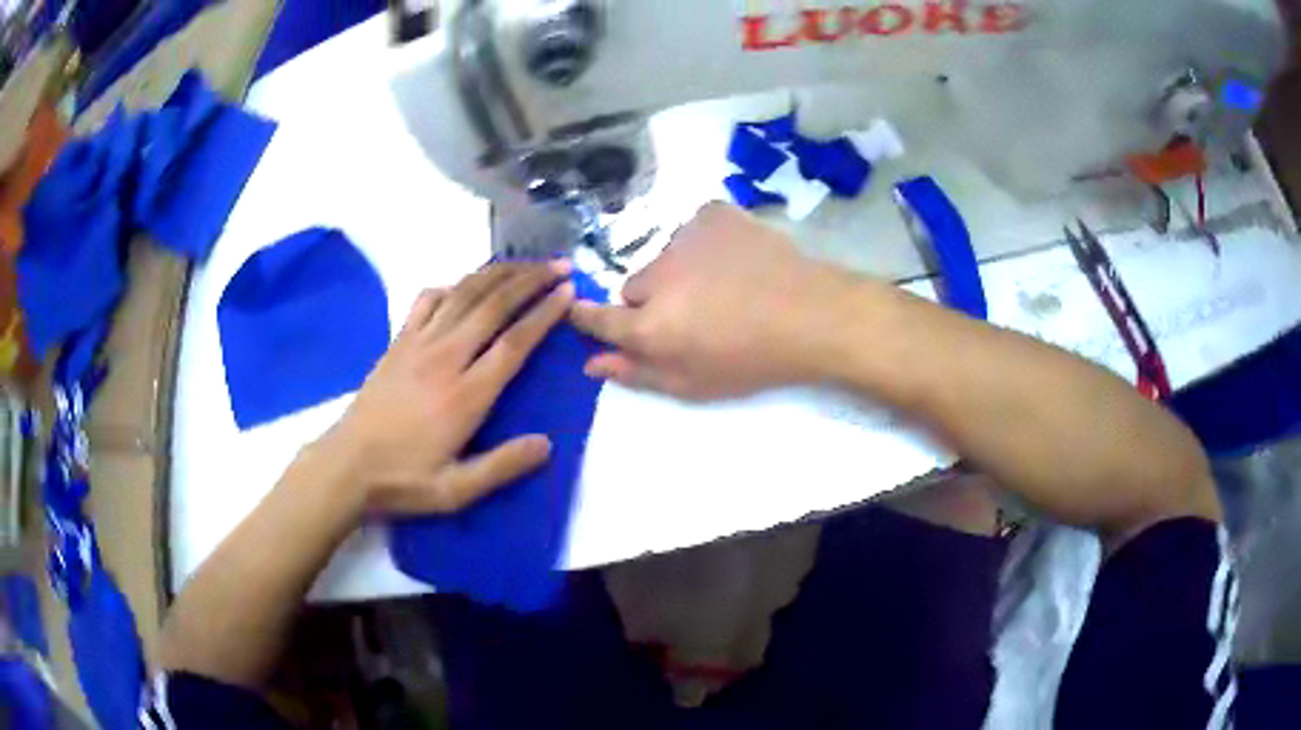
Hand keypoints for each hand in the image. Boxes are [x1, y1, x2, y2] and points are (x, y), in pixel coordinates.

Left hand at [322, 261, 574, 515]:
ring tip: (525, 263)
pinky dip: (451, 285)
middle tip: (559, 266)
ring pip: (463, 294)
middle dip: (530, 280)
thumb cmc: (403, 480)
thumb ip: (502, 466)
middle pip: (493, 305)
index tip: (567, 293)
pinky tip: (464, 285)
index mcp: (465, 395)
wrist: (346, 466)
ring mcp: (418, 344)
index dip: (543, 314)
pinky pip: (427, 300)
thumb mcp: (456, 490)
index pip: (513, 343)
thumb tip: (546, 443)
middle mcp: (445, 358)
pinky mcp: (398, 342)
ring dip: (498, 273)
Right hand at [570, 203, 855, 399]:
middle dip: (652, 301)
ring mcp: (686, 239)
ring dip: (681, 270)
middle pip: (634, 287)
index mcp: (651, 325)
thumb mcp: (694, 384)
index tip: (584, 313)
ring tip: (724, 285)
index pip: (598, 318)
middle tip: (692, 315)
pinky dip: (706, 240)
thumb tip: (591, 362)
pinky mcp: (713, 215)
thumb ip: (638, 372)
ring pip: (665, 257)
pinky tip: (735, 256)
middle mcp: (657, 277)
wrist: (813, 315)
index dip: (586, 317)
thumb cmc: (754, 361)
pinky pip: (694, 227)